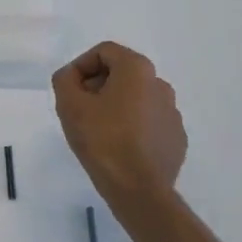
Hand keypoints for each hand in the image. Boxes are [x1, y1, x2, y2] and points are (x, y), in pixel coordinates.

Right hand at [51, 42, 185, 207]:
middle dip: (97, 85)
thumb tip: (71, 76)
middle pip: (122, 73)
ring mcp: (172, 112)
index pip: (104, 51)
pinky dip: (132, 126)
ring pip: (136, 98)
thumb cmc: (103, 141)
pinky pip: (149, 122)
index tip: (69, 91)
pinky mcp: (176, 137)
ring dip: (115, 106)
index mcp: (137, 69)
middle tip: (80, 110)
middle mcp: (160, 84)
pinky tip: (118, 147)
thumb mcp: (69, 105)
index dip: (81, 66)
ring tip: (98, 131)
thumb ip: (65, 80)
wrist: (139, 190)